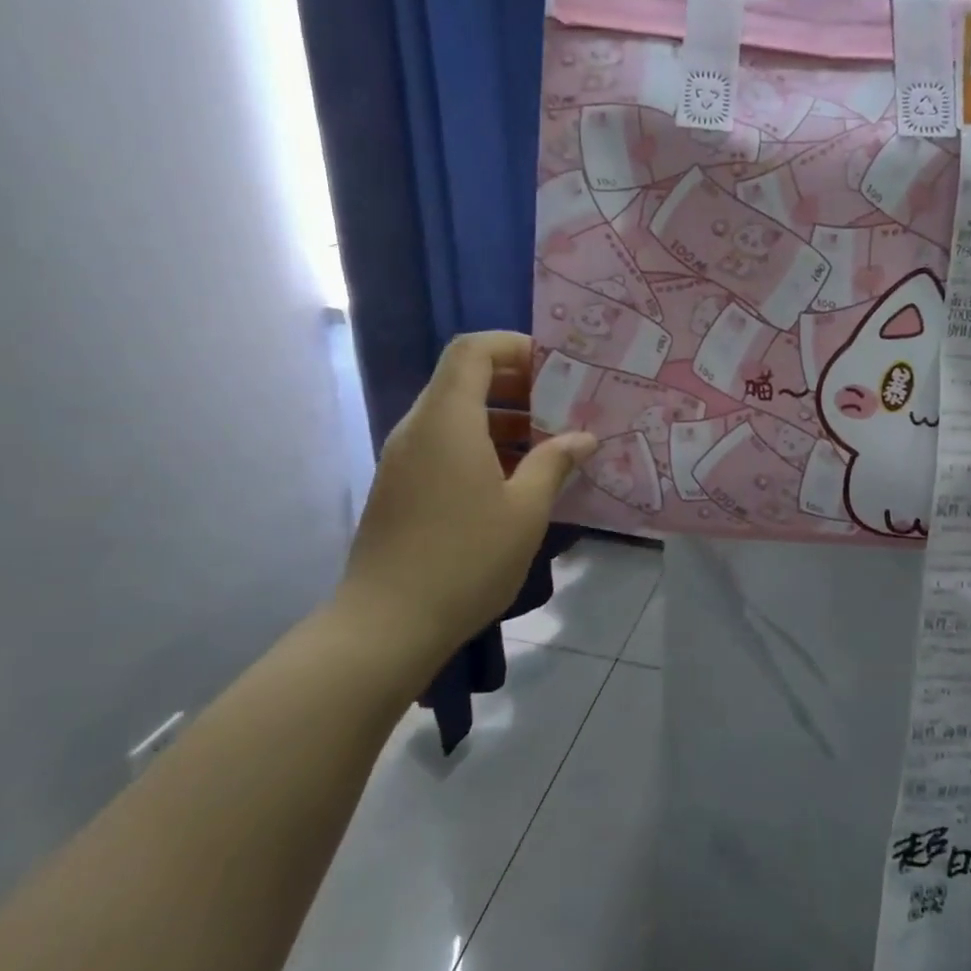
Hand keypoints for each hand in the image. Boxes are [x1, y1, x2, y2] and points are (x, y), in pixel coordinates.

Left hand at [336, 332, 594, 668]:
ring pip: (455, 415)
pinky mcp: (400, 487)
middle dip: (516, 384)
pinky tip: (515, 480)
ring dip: (502, 419)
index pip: (472, 350)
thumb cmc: (465, 558)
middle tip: (561, 407)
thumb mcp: (525, 510)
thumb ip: (555, 463)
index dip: (514, 346)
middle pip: (463, 379)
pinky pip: (444, 445)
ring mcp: (403, 459)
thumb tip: (584, 438)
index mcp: (447, 420)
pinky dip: (481, 445)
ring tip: (548, 446)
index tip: (555, 368)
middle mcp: (418, 428)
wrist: (387, 624)